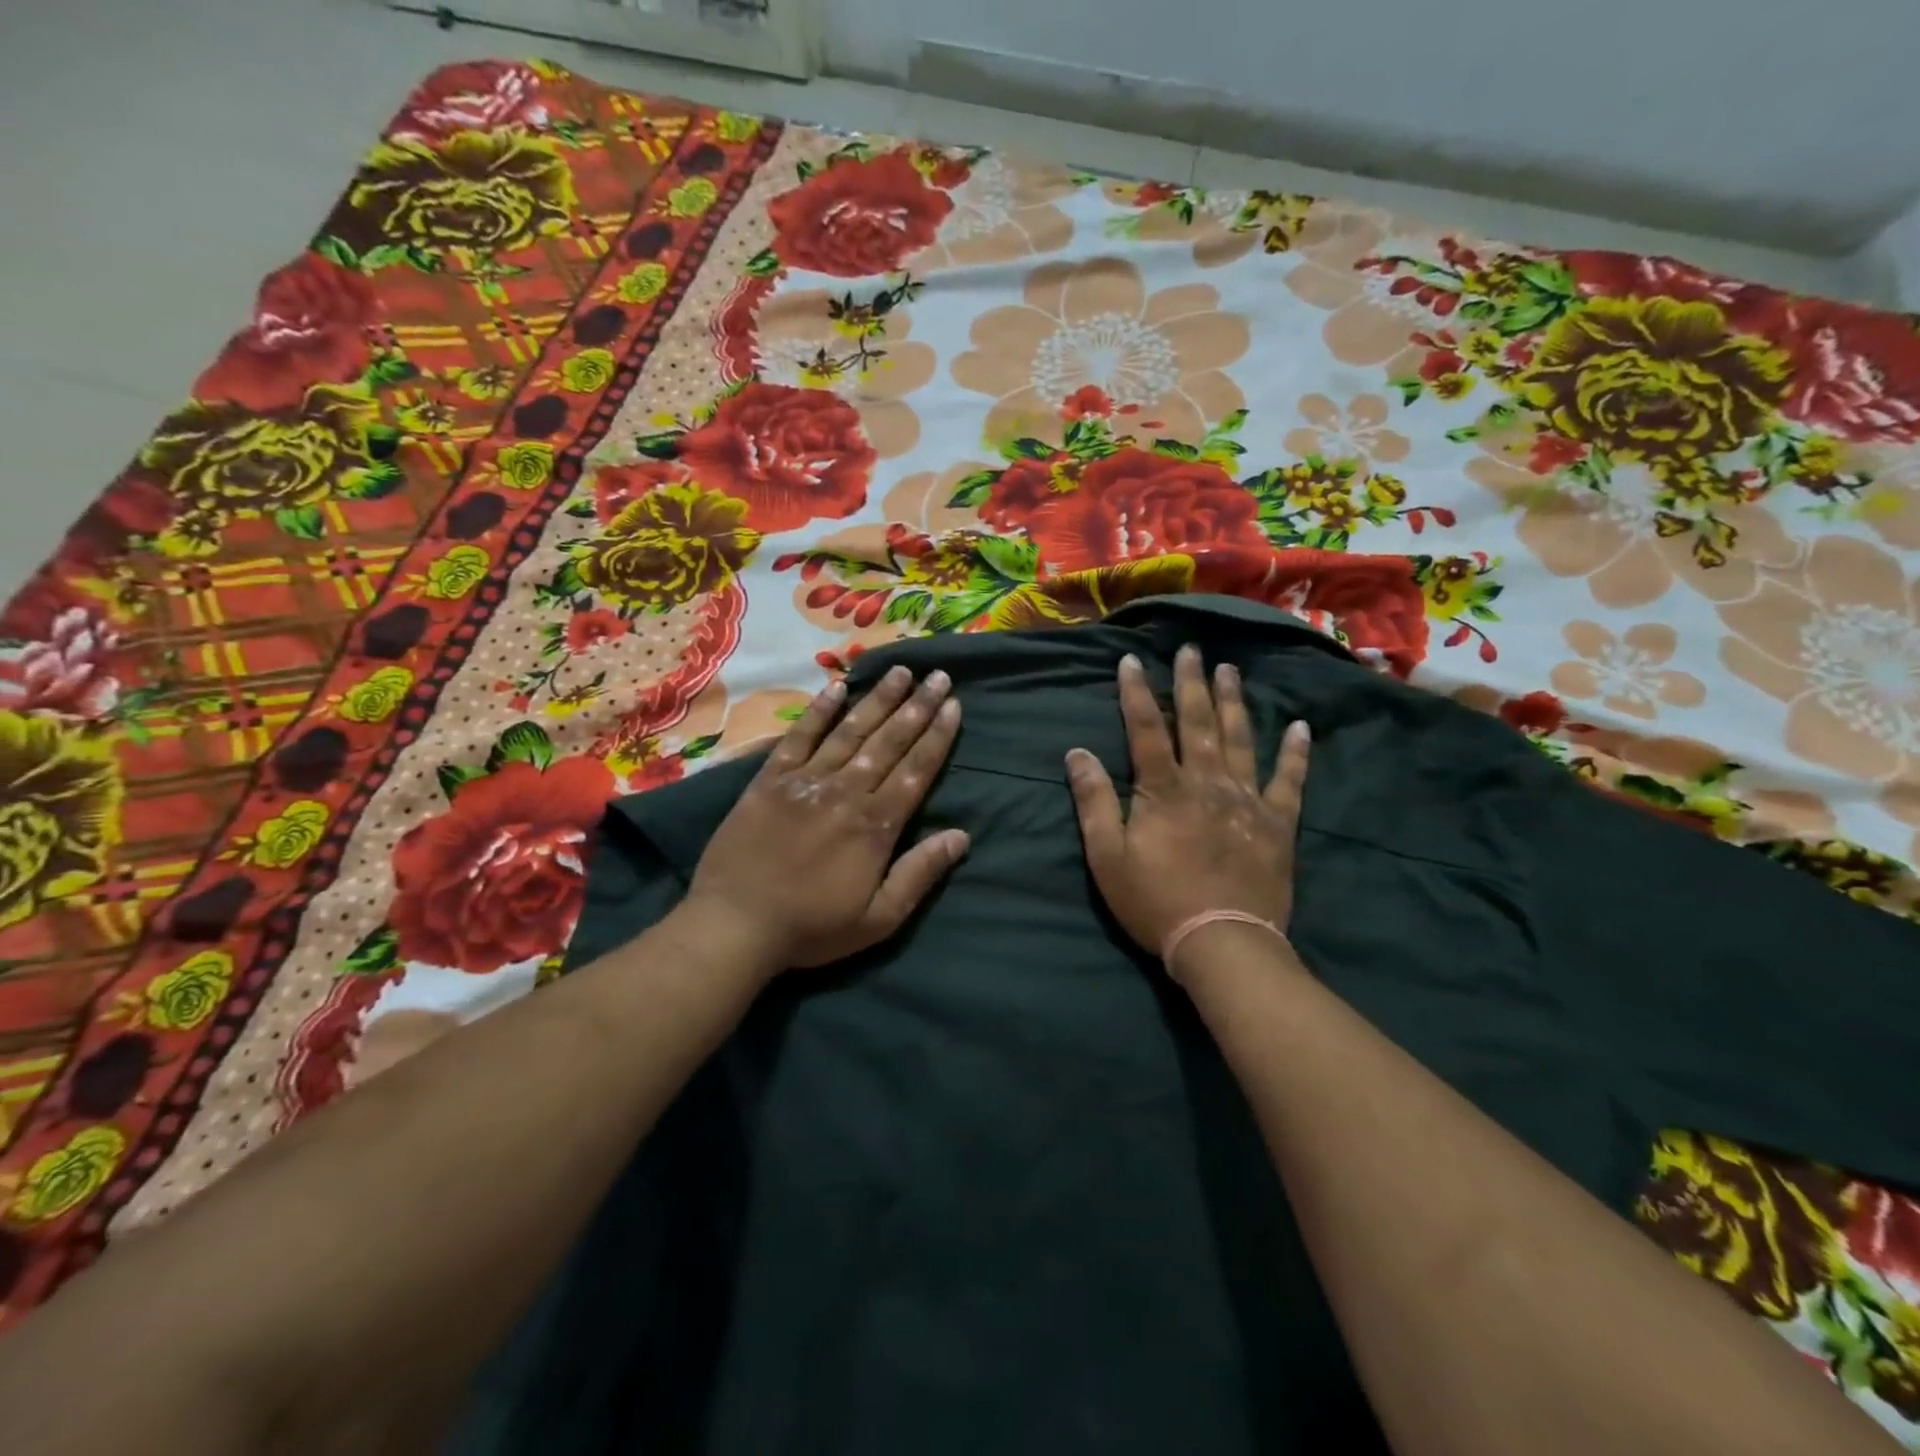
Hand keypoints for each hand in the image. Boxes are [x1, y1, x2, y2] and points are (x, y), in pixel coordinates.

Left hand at [686, 665, 966, 973]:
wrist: (735, 925)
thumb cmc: (812, 928)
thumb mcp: (879, 918)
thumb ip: (920, 873)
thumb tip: (961, 836)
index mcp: (875, 825)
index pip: (916, 770)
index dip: (937, 736)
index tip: (954, 705)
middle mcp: (846, 792)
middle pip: (889, 741)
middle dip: (917, 707)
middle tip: (938, 675)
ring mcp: (806, 781)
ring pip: (850, 731)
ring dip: (878, 699)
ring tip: (901, 671)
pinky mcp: (770, 779)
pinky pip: (799, 737)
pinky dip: (819, 711)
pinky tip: (837, 687)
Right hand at [1067, 645, 1309, 978]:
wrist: (1222, 942)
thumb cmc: (1156, 901)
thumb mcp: (1107, 857)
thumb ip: (1093, 801)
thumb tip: (1076, 753)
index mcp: (1164, 789)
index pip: (1145, 729)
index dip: (1136, 693)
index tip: (1131, 660)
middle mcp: (1207, 782)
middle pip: (1197, 723)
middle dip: (1191, 684)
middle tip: (1192, 650)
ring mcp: (1247, 800)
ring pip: (1240, 739)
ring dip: (1234, 702)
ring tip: (1231, 671)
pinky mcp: (1277, 823)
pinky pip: (1289, 780)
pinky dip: (1295, 752)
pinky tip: (1300, 727)